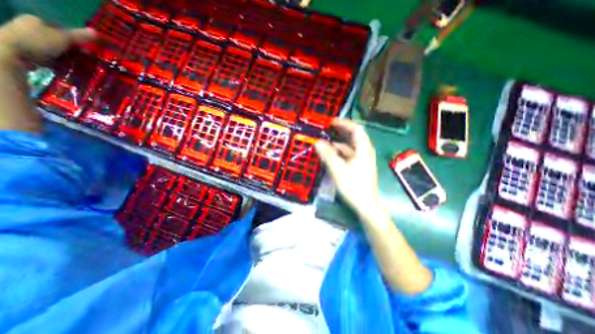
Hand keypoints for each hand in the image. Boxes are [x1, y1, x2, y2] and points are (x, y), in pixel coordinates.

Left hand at [0, 14, 95, 63]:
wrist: (10, 52)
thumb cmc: (38, 41)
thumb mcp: (64, 38)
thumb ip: (81, 36)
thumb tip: (97, 32)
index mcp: (36, 20)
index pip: (62, 29)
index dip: (77, 39)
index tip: (88, 50)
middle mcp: (29, 27)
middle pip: (59, 40)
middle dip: (73, 50)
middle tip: (85, 59)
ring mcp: (27, 40)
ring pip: (55, 49)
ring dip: (67, 57)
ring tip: (78, 65)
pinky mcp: (27, 52)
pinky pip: (49, 57)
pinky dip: (59, 62)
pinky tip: (66, 67)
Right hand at [313, 119, 378, 216]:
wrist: (366, 205)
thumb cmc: (353, 186)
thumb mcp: (338, 169)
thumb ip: (327, 155)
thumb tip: (317, 142)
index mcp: (363, 149)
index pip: (356, 129)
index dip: (344, 123)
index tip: (331, 122)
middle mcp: (365, 152)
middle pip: (354, 136)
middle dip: (341, 132)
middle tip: (327, 129)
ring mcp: (363, 159)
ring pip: (351, 146)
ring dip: (339, 143)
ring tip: (326, 142)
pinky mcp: (360, 166)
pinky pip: (350, 155)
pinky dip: (341, 152)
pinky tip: (332, 155)